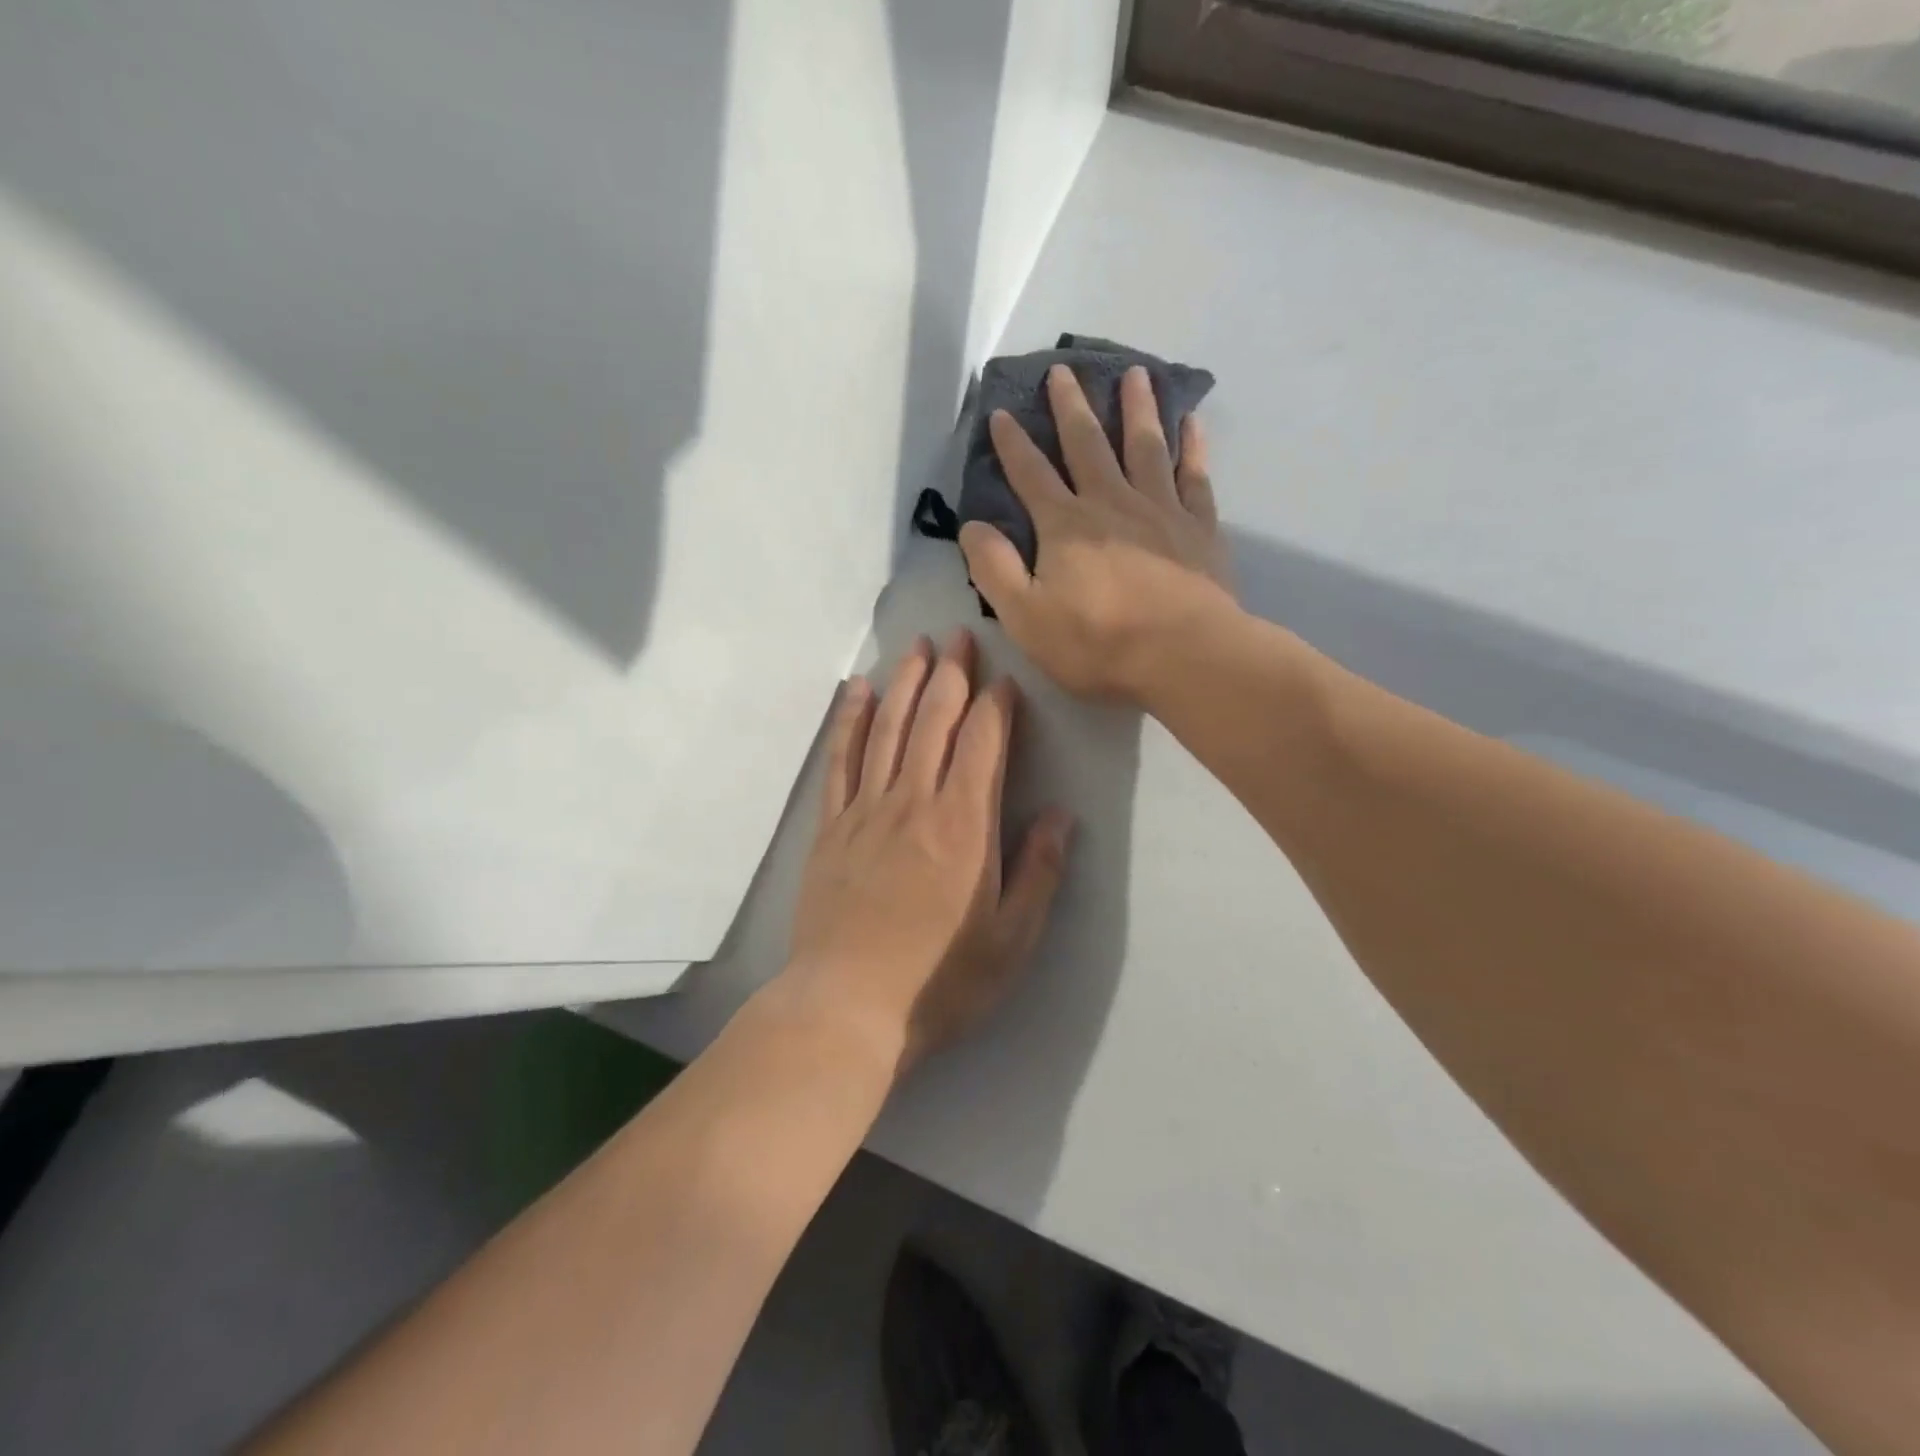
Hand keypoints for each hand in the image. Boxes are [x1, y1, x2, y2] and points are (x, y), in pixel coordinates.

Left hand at [784, 630, 1073, 1073]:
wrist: (849, 1006)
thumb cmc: (941, 979)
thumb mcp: (1012, 939)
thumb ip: (1039, 872)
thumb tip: (1060, 815)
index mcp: (965, 825)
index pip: (983, 743)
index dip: (997, 705)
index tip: (1006, 678)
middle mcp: (914, 802)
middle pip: (934, 721)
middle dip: (951, 674)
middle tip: (960, 635)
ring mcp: (866, 810)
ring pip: (888, 728)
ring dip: (905, 682)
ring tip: (917, 646)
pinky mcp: (831, 827)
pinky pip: (841, 759)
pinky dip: (850, 720)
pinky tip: (856, 691)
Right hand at [960, 364, 1237, 702]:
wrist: (1184, 657)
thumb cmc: (1098, 644)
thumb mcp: (1025, 618)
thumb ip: (994, 570)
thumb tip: (972, 526)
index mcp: (1065, 526)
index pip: (1031, 475)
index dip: (1013, 444)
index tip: (1001, 413)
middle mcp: (1111, 503)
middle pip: (1087, 444)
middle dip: (1071, 407)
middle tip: (1064, 370)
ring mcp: (1160, 510)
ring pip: (1145, 446)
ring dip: (1137, 408)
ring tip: (1135, 373)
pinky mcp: (1199, 527)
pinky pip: (1194, 475)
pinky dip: (1192, 446)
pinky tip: (1192, 422)